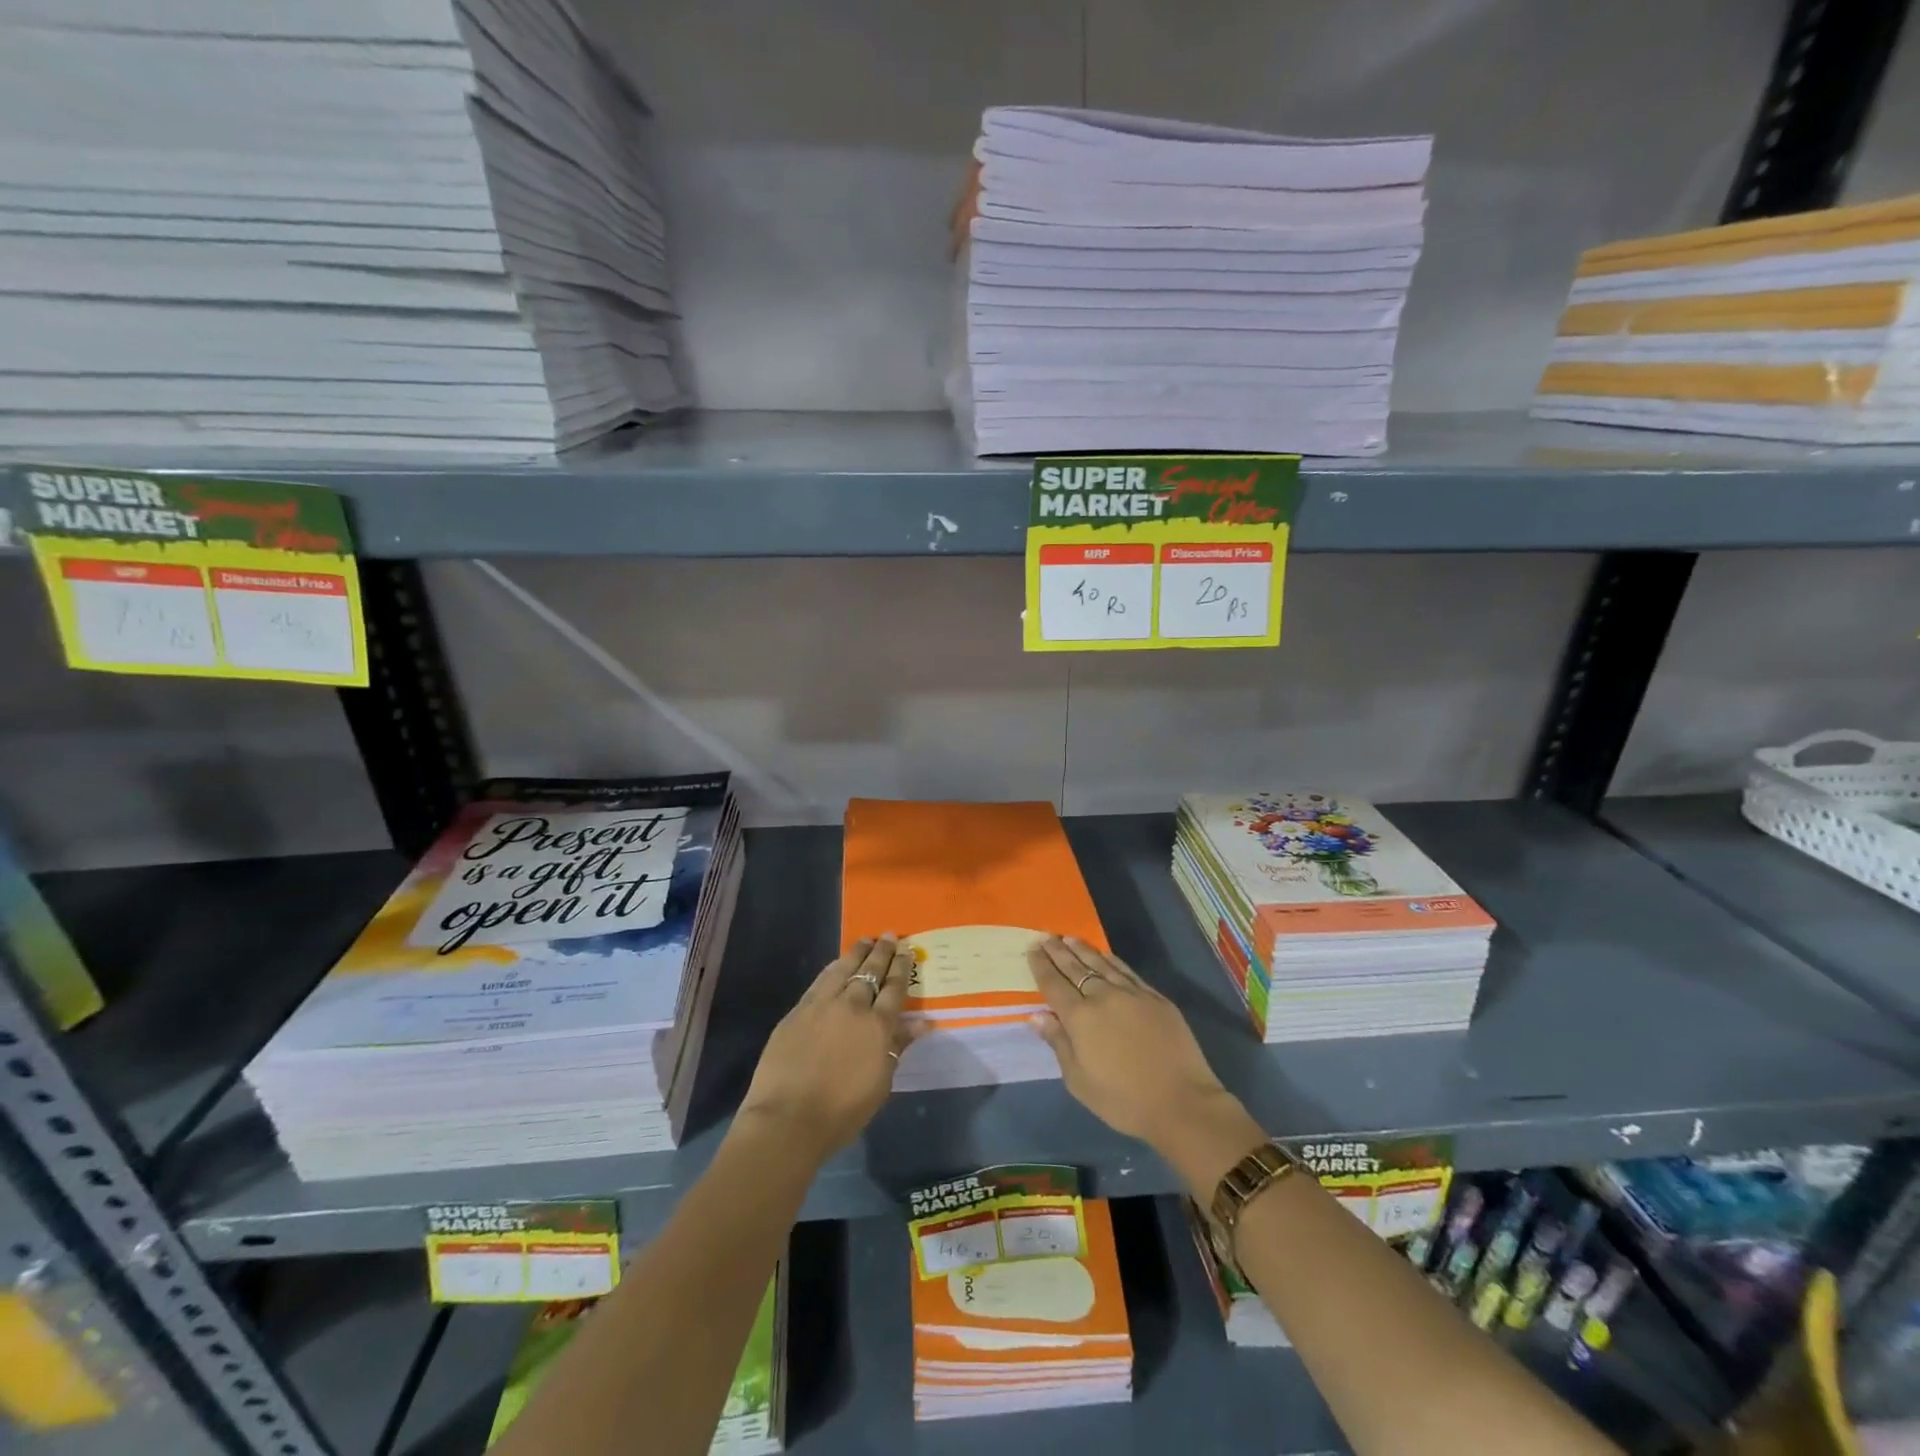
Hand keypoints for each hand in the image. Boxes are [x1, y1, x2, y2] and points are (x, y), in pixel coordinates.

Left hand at [737, 935, 917, 1156]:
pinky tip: (837, 963)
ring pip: (844, 969)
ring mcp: (822, 1005)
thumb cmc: (842, 1111)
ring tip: (866, 940)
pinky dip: (832, 968)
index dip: (902, 967)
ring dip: (857, 952)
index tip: (907, 950)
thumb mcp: (881, 1082)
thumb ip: (898, 1045)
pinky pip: (820, 981)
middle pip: (871, 972)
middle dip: (882, 952)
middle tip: (890, 936)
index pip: (895, 988)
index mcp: (878, 1026)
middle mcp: (853, 1006)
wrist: (788, 1119)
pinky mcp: (798, 1011)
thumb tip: (923, 1022)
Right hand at [1027, 936, 1247, 1157]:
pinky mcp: (1154, 997)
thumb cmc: (1123, 1100)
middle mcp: (1103, 997)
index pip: (1054, 984)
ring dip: (1082, 949)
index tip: (1032, 949)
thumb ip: (1058, 1043)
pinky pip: (1126, 971)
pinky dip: (1111, 960)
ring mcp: (1131, 994)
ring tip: (1069, 938)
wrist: (1181, 1102)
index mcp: (1080, 1018)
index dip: (1041, 965)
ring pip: (1101, 964)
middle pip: (1075, 968)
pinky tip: (1104, 954)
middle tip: (1045, 936)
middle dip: (1058, 951)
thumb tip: (1037, 1015)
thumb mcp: (1079, 1081)